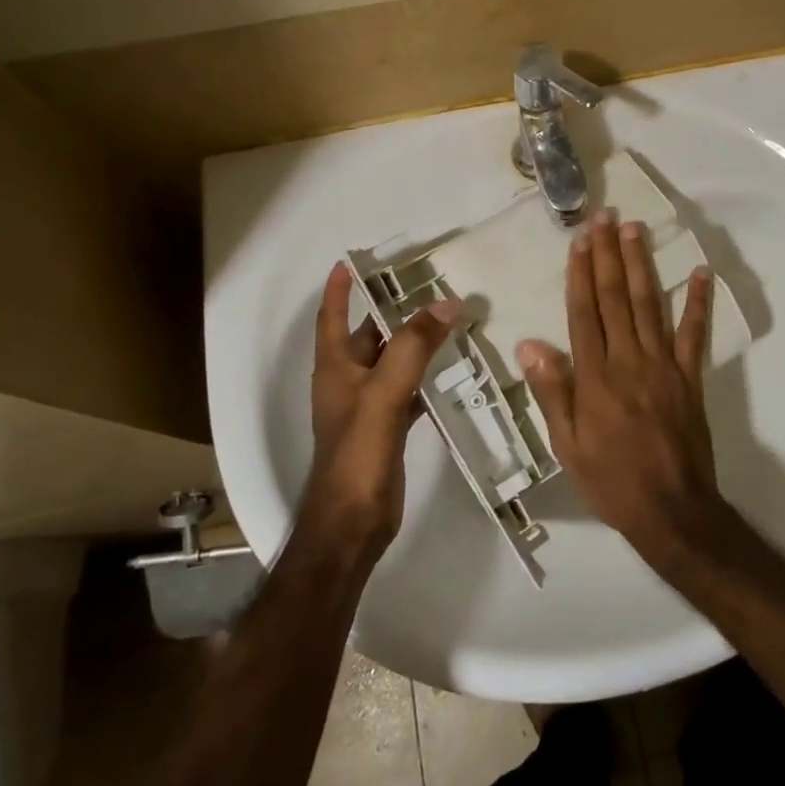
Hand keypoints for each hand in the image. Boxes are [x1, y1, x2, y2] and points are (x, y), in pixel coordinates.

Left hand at [304, 262, 457, 554]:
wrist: (353, 523)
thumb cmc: (358, 455)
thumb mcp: (384, 395)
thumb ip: (412, 348)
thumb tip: (445, 302)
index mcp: (336, 368)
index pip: (332, 318)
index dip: (339, 290)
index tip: (351, 262)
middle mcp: (348, 381)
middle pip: (370, 335)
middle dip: (393, 309)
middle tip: (427, 286)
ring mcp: (368, 406)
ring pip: (393, 362)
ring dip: (414, 342)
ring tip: (448, 319)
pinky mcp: (387, 428)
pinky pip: (408, 389)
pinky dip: (426, 376)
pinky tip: (451, 370)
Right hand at [516, 211, 718, 563]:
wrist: (672, 510)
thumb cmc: (611, 481)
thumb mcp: (567, 446)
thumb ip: (552, 392)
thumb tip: (530, 343)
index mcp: (596, 376)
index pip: (585, 312)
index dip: (581, 272)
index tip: (581, 239)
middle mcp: (629, 360)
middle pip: (616, 298)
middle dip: (610, 254)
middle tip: (607, 217)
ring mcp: (664, 365)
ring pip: (649, 305)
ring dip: (642, 264)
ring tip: (637, 229)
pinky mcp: (690, 377)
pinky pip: (695, 334)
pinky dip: (698, 302)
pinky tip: (699, 273)